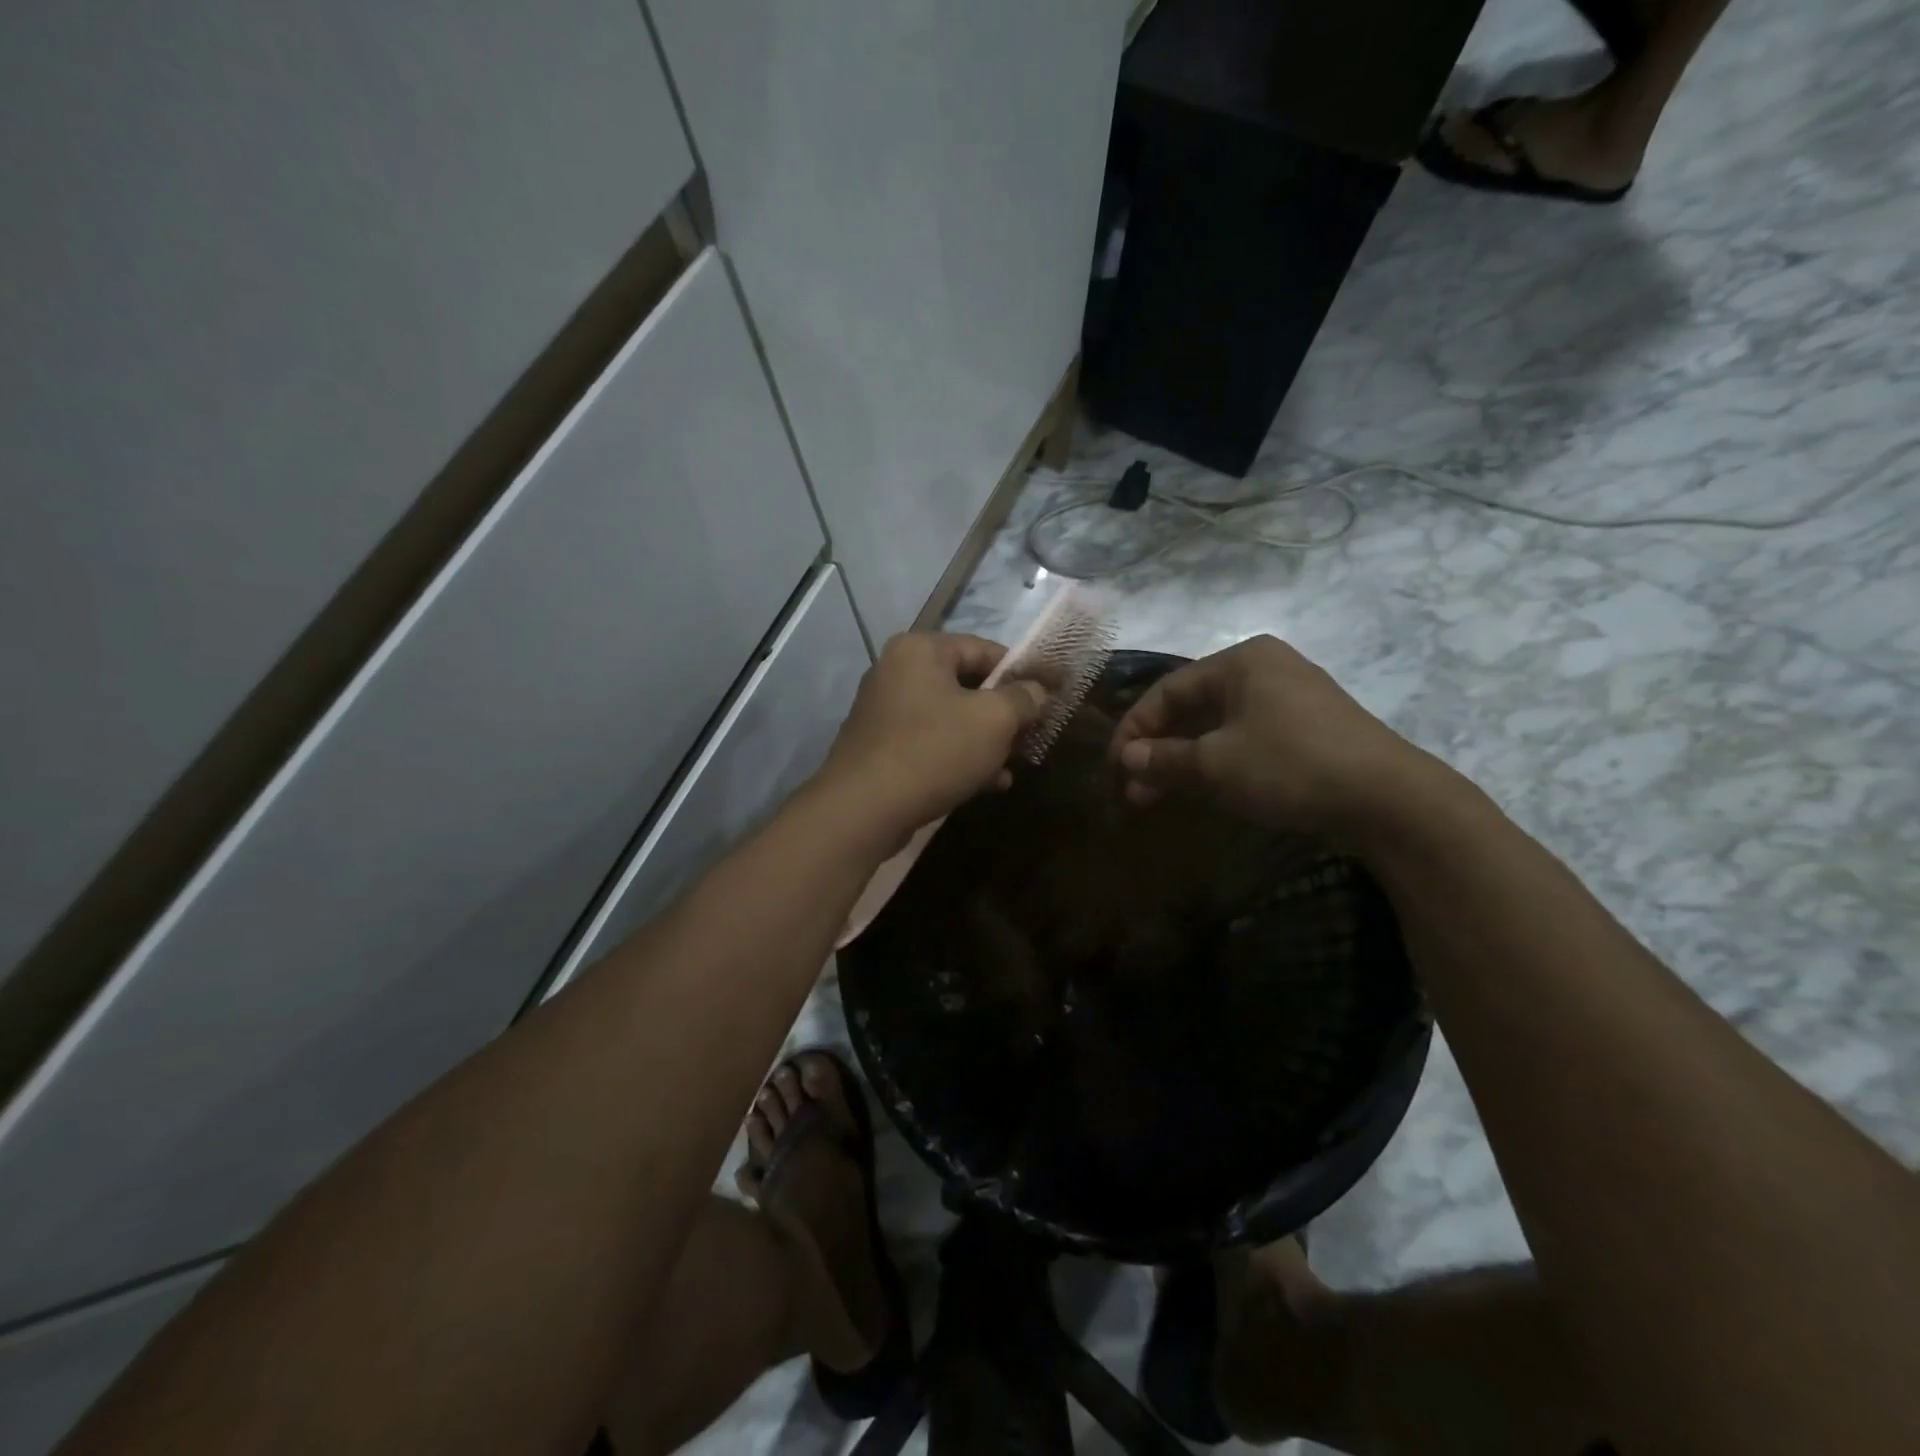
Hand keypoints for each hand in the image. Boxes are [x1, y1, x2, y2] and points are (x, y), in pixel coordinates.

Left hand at [818, 632, 1047, 840]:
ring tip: (1013, 765)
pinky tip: (988, 784)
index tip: (1051, 695)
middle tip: (1032, 735)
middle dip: (1004, 713)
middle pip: (967, 685)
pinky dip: (959, 757)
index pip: (985, 649)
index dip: (1023, 672)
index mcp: (921, 650)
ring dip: (986, 741)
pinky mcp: (881, 747)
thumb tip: (1037, 690)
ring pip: (951, 718)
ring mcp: (885, 711)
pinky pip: (931, 743)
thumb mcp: (993, 721)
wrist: (862, 810)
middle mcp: (897, 671)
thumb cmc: (933, 751)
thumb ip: (1023, 698)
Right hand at [1110, 635, 1442, 839]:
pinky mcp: (1307, 728)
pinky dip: (1217, 761)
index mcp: (1241, 661)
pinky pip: (1245, 737)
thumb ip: (1163, 759)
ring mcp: (1290, 698)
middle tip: (1135, 789)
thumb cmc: (1290, 766)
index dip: (1134, 728)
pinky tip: (1203, 789)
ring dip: (1184, 760)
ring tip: (1159, 796)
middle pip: (1192, 707)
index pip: (1167, 689)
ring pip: (1218, 725)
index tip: (1115, 766)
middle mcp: (1265, 669)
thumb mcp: (1215, 764)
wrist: (1388, 799)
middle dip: (1158, 749)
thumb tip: (1127, 759)